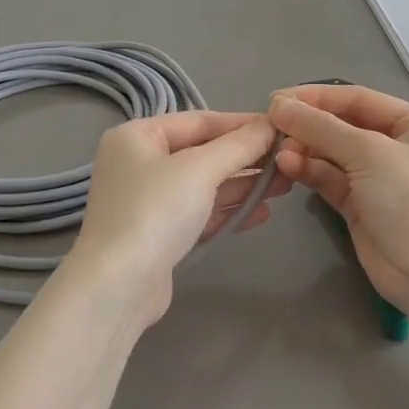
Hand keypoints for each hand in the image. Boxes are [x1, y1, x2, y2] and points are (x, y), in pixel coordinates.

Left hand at [68, 111, 289, 324]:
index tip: (281, 129)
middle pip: (202, 152)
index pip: (199, 121)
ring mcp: (147, 200)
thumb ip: (238, 146)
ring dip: (243, 185)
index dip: (242, 124)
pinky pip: (199, 212)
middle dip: (246, 158)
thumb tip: (270, 125)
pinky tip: (263, 212)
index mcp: (137, 136)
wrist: (118, 287)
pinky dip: (228, 210)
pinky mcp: (158, 233)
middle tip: (289, 160)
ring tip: (285, 186)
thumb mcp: (201, 170)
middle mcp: (139, 162)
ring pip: (204, 184)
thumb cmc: (156, 212)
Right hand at [268, 85, 408, 310]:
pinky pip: (331, 180)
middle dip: (308, 126)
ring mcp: (379, 178)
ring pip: (334, 154)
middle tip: (271, 127)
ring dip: (305, 150)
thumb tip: (279, 105)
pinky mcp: (361, 206)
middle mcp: (398, 147)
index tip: (278, 99)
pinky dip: (310, 172)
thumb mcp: (369, 152)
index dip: (317, 97)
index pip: (358, 99)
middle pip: (344, 126)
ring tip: (278, 152)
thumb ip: (321, 127)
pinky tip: (287, 167)